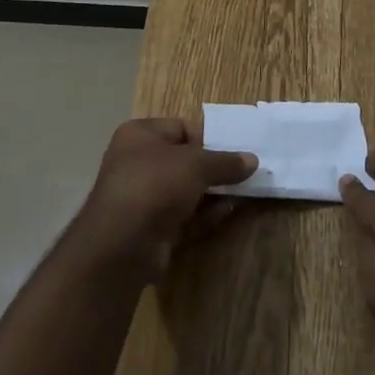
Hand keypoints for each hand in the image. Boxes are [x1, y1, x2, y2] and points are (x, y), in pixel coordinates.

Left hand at [72, 117, 257, 280]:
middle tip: (244, 173)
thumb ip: (225, 162)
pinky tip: (229, 212)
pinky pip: (183, 217)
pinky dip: (204, 215)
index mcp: (140, 135)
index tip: (234, 149)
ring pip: (185, 192)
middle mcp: (137, 163)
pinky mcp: (150, 231)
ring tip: (244, 192)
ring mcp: (142, 199)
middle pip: (184, 161)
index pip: (180, 128)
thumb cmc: (155, 184)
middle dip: (213, 169)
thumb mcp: (196, 164)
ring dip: (213, 193)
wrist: (121, 246)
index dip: (208, 138)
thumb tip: (252, 160)